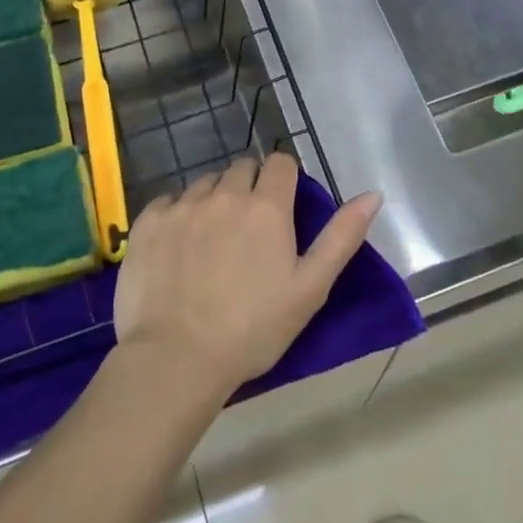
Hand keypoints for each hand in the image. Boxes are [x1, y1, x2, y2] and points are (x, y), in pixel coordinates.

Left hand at [113, 154, 382, 399]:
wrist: (176, 359)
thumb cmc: (253, 329)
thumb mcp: (310, 288)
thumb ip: (342, 237)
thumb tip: (373, 194)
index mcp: (267, 207)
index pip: (280, 163)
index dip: (284, 180)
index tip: (282, 208)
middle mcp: (224, 194)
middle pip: (242, 168)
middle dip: (250, 188)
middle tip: (249, 230)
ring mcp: (182, 205)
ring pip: (205, 183)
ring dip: (214, 199)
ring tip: (212, 241)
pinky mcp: (148, 221)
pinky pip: (169, 201)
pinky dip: (178, 214)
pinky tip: (178, 248)